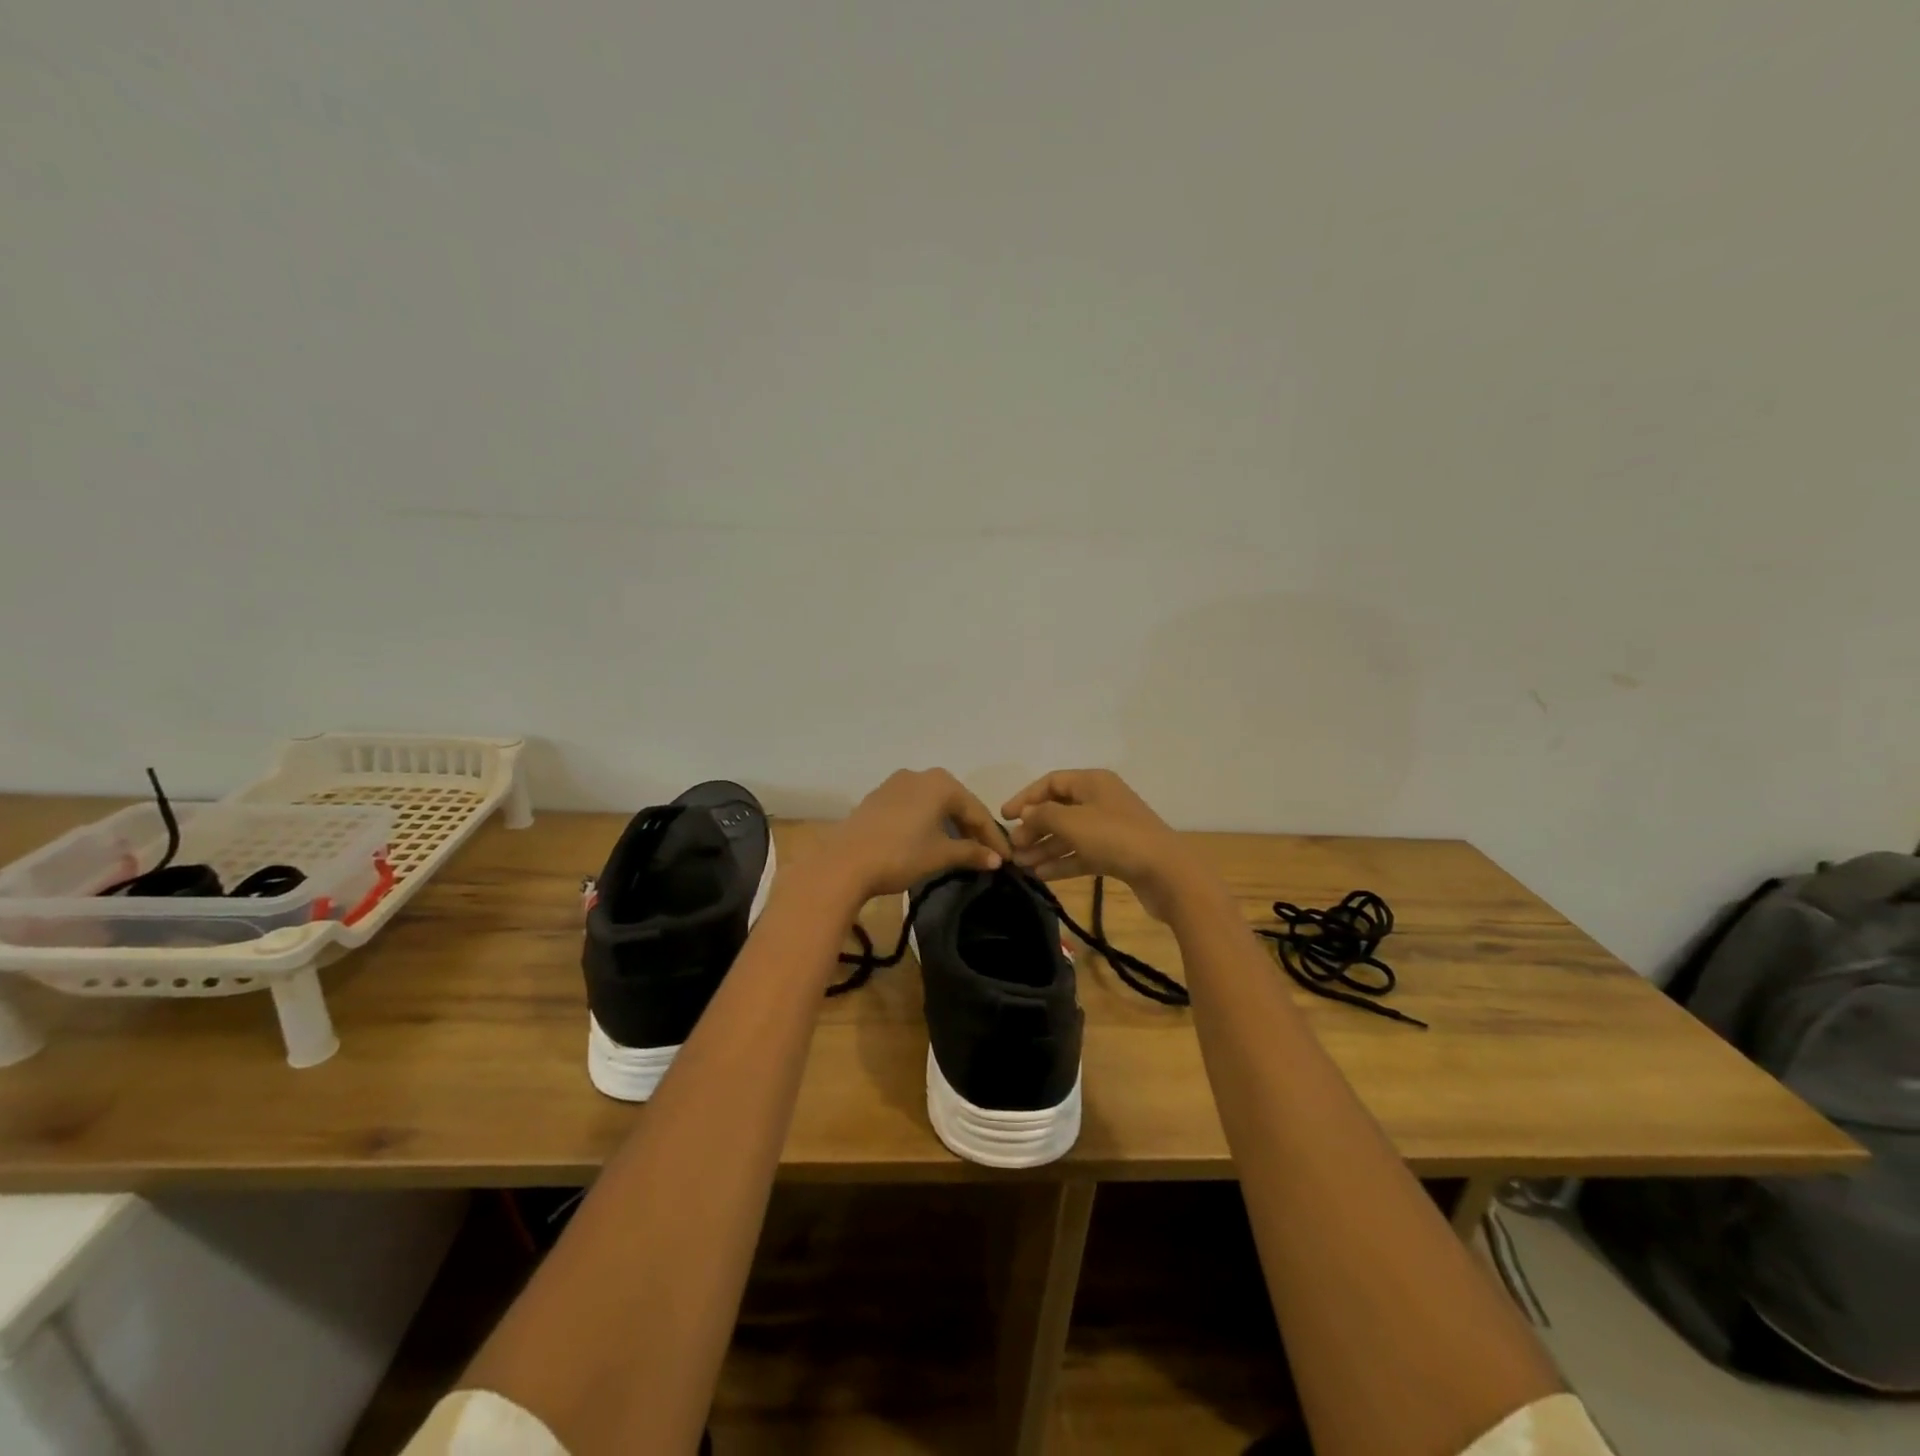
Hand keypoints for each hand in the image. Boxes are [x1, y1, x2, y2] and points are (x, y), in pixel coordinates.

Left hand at [814, 769, 1005, 901]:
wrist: (845, 861)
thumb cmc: (900, 854)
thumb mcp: (940, 855)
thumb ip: (971, 853)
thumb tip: (996, 859)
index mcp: (941, 783)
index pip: (977, 811)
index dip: (993, 837)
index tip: (1007, 859)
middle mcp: (920, 775)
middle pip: (956, 803)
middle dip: (972, 828)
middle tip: (987, 853)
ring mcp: (895, 783)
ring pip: (933, 803)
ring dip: (949, 824)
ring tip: (961, 847)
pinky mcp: (878, 797)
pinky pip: (914, 806)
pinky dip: (927, 821)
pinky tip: (930, 839)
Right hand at [1001, 769, 1213, 922]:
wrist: (1166, 873)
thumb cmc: (1115, 838)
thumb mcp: (1071, 822)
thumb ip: (1041, 816)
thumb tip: (1025, 816)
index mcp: (1093, 782)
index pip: (1051, 782)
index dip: (1025, 798)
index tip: (1004, 818)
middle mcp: (1101, 800)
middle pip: (1059, 809)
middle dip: (1034, 828)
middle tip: (1013, 848)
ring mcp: (1110, 828)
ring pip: (1069, 834)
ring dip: (1044, 848)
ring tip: (1021, 865)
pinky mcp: (1116, 854)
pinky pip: (1081, 853)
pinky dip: (1062, 862)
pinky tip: (1040, 875)